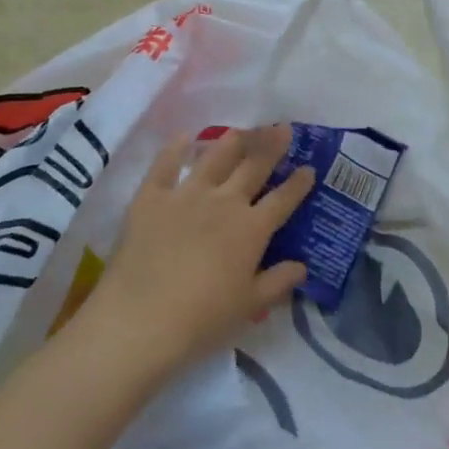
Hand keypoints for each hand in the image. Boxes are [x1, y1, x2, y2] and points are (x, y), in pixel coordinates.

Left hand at [81, 126, 314, 372]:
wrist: (140, 321)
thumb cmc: (202, 320)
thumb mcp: (249, 307)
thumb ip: (278, 283)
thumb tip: (302, 267)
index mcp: (251, 229)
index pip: (283, 199)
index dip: (299, 183)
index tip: (309, 167)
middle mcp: (224, 203)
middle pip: (253, 167)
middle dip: (272, 146)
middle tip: (284, 127)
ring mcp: (186, 195)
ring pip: (215, 158)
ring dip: (233, 141)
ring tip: (244, 129)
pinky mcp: (151, 197)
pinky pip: (165, 164)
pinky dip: (176, 148)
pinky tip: (184, 137)